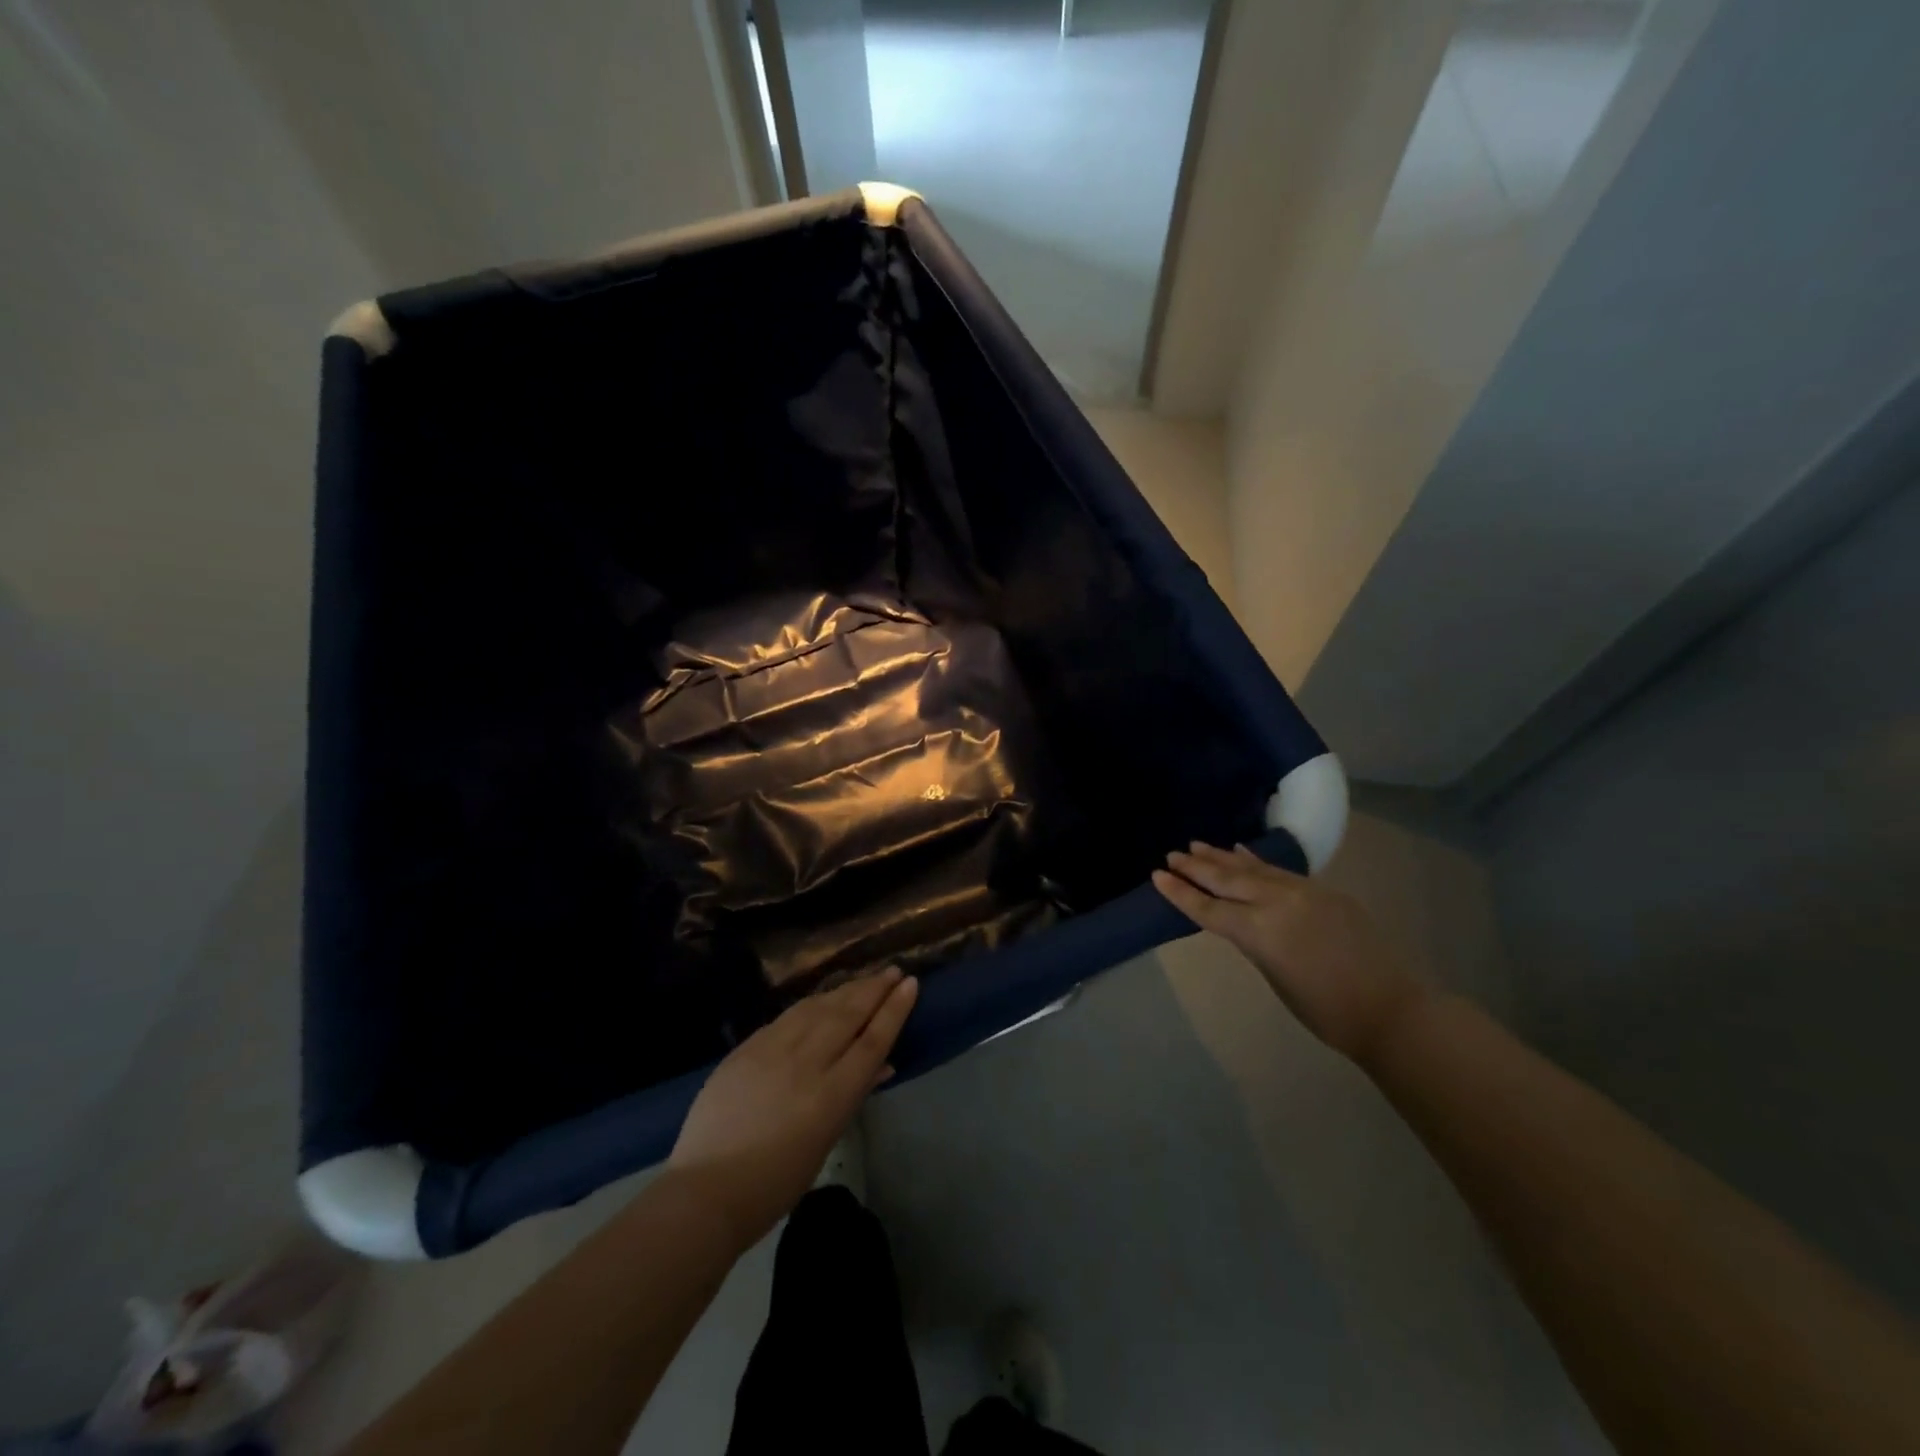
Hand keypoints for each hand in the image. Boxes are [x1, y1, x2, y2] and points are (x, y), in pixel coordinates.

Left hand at [667, 968, 918, 1249]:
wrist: (705, 1191)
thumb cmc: (774, 1184)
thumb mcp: (825, 1141)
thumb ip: (851, 1096)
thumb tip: (880, 1065)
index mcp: (831, 1095)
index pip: (872, 1040)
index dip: (894, 1010)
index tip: (910, 984)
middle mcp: (806, 1063)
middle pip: (847, 1015)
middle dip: (874, 989)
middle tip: (893, 971)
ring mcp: (772, 1050)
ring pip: (817, 1007)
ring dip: (844, 990)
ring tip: (863, 980)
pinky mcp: (747, 1048)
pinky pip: (787, 1017)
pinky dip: (811, 1004)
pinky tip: (820, 999)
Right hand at [1152, 842, 1423, 1062]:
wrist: (1391, 1009)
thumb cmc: (1325, 1010)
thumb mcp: (1274, 975)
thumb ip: (1254, 940)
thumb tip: (1241, 919)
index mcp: (1260, 931)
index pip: (1209, 908)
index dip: (1180, 893)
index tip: (1156, 875)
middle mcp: (1277, 902)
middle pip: (1227, 880)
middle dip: (1196, 867)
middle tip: (1171, 854)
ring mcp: (1302, 891)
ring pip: (1252, 868)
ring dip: (1222, 857)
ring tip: (1197, 844)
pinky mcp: (1323, 890)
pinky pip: (1279, 870)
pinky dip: (1256, 861)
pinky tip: (1241, 851)